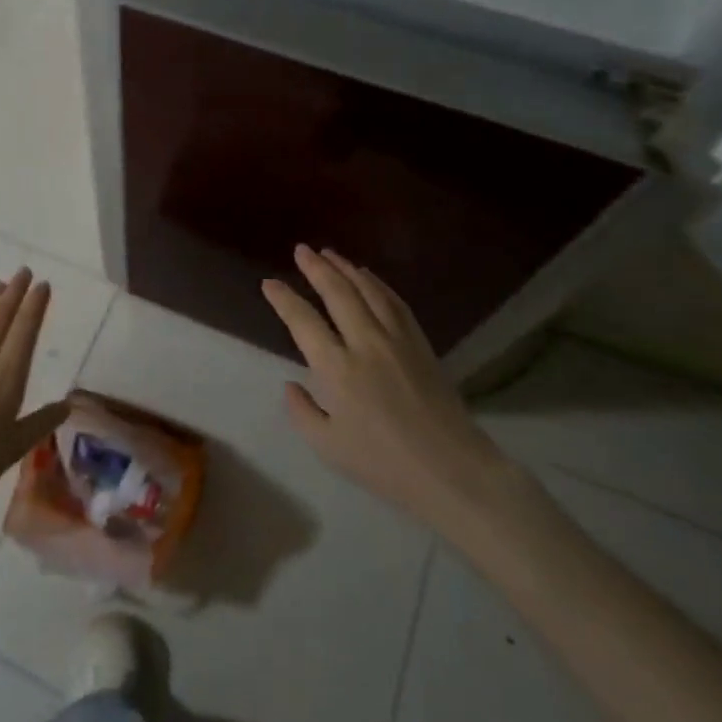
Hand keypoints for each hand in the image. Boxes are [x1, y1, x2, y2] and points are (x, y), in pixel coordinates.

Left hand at [0, 270, 64, 574]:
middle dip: (15, 292)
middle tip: (24, 272)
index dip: (35, 305)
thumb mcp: (15, 448)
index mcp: (7, 379)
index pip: (25, 331)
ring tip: (0, 284)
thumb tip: (67, 404)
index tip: (43, 285)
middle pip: (0, 318)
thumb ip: (42, 422)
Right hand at [262, 246, 517, 534]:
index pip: (303, 321)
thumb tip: (292, 384)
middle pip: (338, 293)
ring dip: (346, 268)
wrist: (452, 470)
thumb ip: (302, 412)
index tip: (269, 283)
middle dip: (316, 268)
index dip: (283, 299)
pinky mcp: (421, 344)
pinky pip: (395, 303)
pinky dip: (378, 284)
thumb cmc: (383, 465)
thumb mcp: (328, 446)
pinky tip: (368, 277)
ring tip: (330, 253)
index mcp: (337, 369)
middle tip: (301, 250)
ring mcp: (397, 340)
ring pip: (368, 291)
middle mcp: (365, 344)